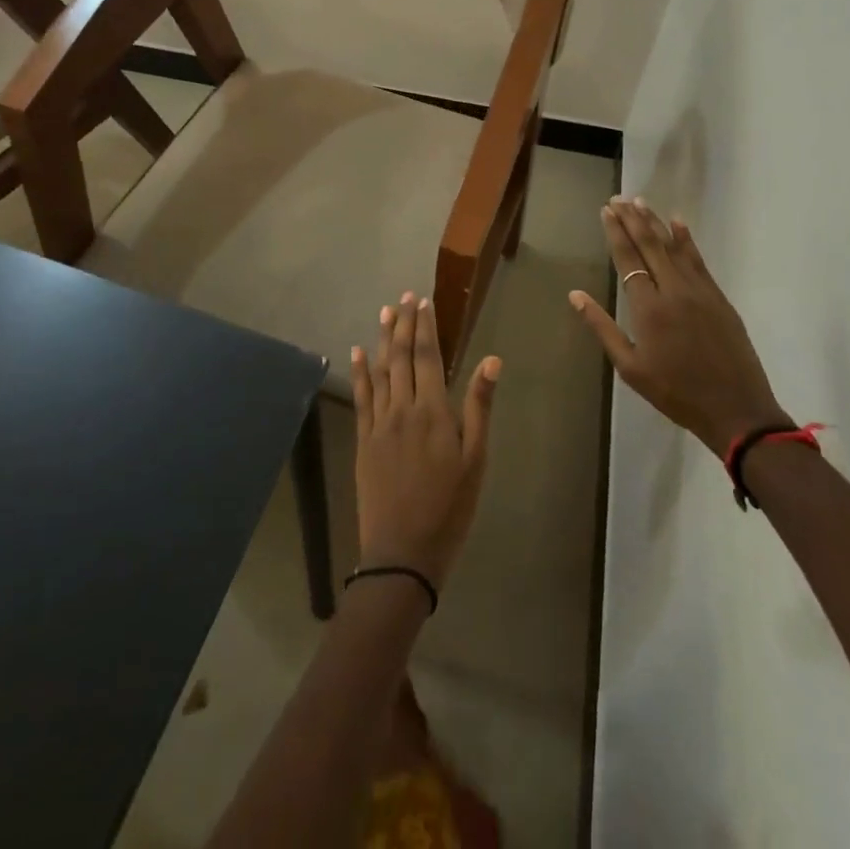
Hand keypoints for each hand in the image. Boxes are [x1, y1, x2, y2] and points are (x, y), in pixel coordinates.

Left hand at [350, 293, 499, 589]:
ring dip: (382, 339)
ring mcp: (379, 423)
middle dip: (403, 324)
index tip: (423, 301)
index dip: (425, 327)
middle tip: (404, 297)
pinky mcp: (363, 440)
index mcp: (434, 411)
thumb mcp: (476, 461)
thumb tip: (492, 360)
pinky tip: (357, 352)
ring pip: (380, 371)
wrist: (403, 553)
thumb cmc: (450, 508)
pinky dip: (360, 371)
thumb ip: (480, 407)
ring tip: (385, 312)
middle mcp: (403, 409)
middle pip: (402, 357)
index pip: (428, 357)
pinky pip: (361, 397)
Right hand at [570, 198, 788, 459]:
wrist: (736, 409)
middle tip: (618, 198)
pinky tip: (678, 223)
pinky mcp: (718, 297)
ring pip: (673, 247)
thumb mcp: (630, 367)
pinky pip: (698, 260)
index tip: (606, 210)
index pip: (628, 258)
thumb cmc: (675, 392)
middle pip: (650, 245)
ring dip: (656, 222)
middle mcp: (673, 290)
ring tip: (640, 202)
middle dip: (632, 219)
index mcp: (648, 308)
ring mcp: (699, 291)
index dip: (616, 232)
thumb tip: (574, 295)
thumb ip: (602, 327)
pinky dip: (686, 239)